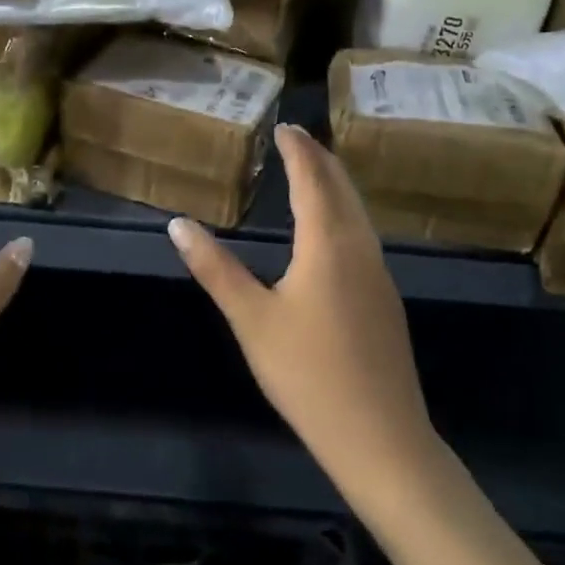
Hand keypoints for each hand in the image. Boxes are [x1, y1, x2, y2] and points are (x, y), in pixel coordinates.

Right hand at [167, 124, 437, 505]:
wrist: (381, 437)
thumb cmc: (308, 374)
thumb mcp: (252, 320)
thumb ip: (216, 268)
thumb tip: (178, 224)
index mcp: (327, 243)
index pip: (312, 178)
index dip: (298, 150)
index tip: (284, 126)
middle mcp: (360, 247)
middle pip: (342, 187)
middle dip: (320, 158)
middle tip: (297, 138)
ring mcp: (379, 272)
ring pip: (358, 210)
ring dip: (336, 183)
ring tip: (314, 171)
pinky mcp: (386, 297)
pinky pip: (364, 233)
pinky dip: (345, 211)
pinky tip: (334, 228)